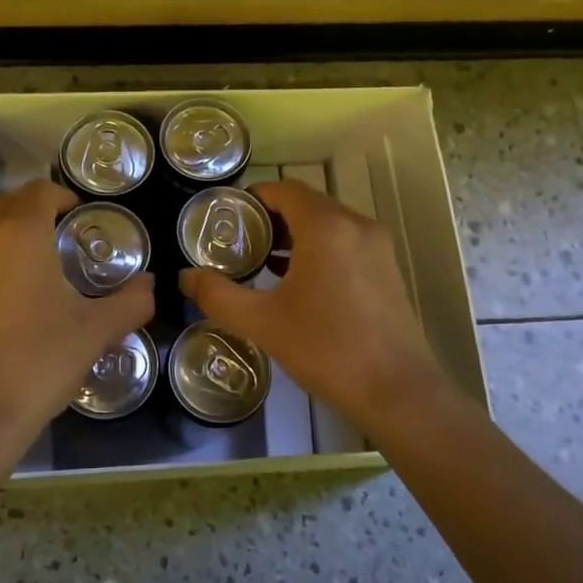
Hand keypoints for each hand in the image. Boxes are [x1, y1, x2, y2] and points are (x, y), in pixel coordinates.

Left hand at [0, 179, 155, 475]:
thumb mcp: (97, 329)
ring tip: (47, 267)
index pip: (40, 191)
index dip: (64, 196)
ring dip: (18, 236)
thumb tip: (149, 284)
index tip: (84, 216)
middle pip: (12, 205)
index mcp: (20, 234)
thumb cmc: (41, 359)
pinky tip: (20, 298)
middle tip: (70, 238)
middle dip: (41, 212)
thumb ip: (132, 300)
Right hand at [178, 179, 448, 431]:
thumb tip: (184, 278)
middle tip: (238, 243)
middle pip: (306, 204)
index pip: (285, 190)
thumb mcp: (262, 323)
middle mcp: (356, 225)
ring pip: (328, 224)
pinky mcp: (388, 269)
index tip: (226, 218)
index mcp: (327, 227)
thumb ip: (218, 295)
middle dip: (271, 218)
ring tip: (262, 263)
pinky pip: (346, 242)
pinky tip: (299, 282)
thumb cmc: (326, 349)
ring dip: (295, 235)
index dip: (253, 198)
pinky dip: (319, 249)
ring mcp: (378, 247)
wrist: (398, 392)